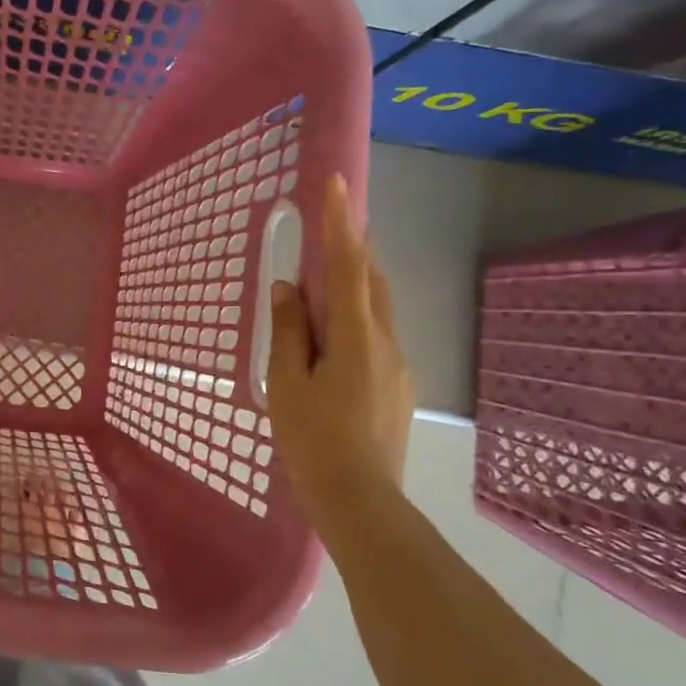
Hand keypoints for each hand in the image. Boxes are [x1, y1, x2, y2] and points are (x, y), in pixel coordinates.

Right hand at [267, 175, 413, 513]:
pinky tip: (331, 347)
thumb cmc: (313, 440)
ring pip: (377, 311)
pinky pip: (376, 338)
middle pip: (372, 282)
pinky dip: (355, 323)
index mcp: (354, 337)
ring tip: (321, 294)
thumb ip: (288, 332)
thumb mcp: (287, 383)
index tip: (337, 185)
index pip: (349, 267)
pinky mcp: (398, 387)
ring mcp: (398, 366)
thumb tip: (288, 289)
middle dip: (353, 252)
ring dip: (354, 289)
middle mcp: (385, 342)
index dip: (341, 223)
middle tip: (327, 238)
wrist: (360, 501)